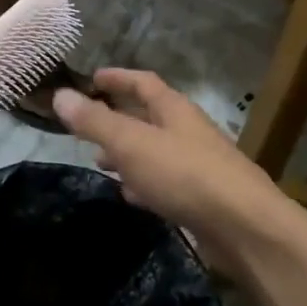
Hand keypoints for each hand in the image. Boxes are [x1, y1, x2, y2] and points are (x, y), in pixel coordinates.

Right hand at [54, 70, 295, 274]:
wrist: (246, 228)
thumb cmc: (185, 175)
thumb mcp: (131, 144)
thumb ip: (95, 121)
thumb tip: (59, 94)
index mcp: (174, 109)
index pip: (143, 82)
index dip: (117, 78)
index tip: (92, 78)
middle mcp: (188, 131)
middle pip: (149, 116)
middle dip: (118, 118)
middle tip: (88, 126)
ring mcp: (199, 165)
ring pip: (155, 150)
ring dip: (128, 153)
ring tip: (101, 163)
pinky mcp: (203, 198)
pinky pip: (166, 181)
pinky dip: (144, 182)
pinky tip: (131, 196)